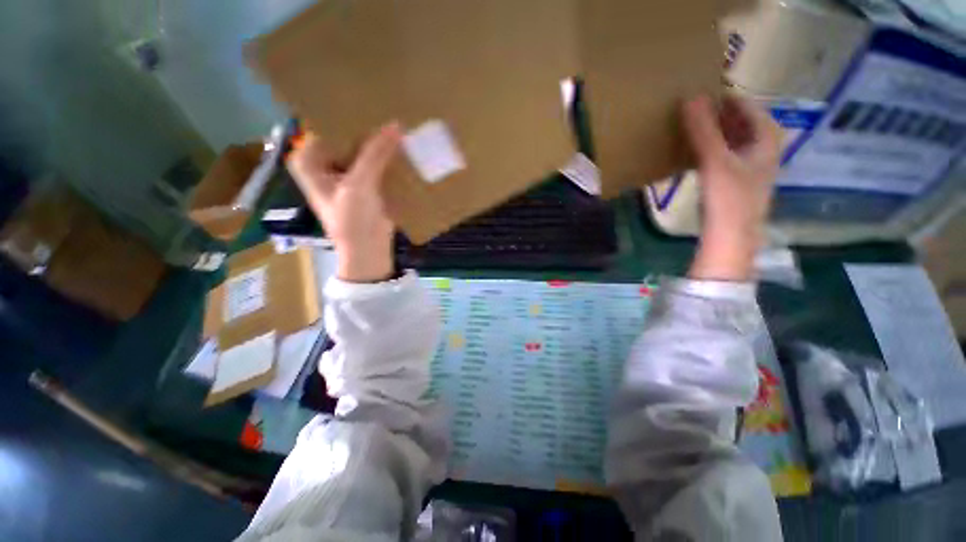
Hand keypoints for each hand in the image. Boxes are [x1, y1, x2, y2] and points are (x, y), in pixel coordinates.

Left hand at [287, 122, 401, 282]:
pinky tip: (401, 147)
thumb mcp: (359, 185)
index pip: (327, 127)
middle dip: (367, 129)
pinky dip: (386, 159)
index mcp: (309, 160)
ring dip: (379, 144)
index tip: (369, 102)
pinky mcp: (364, 184)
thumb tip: (396, 124)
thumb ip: (375, 154)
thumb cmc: (353, 220)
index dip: (348, 116)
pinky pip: (374, 164)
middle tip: (388, 109)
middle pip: (346, 138)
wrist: (368, 250)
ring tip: (398, 125)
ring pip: (363, 151)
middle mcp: (324, 163)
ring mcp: (346, 173)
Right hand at [682, 94, 780, 280]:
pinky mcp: (735, 178)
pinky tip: (691, 149)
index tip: (696, 91)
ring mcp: (749, 163)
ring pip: (731, 136)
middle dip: (716, 112)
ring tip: (686, 124)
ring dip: (711, 130)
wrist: (730, 237)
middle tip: (688, 107)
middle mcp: (762, 146)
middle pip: (739, 120)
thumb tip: (689, 97)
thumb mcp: (715, 161)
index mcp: (766, 137)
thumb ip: (703, 130)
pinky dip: (709, 146)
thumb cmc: (729, 199)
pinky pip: (723, 152)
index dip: (722, 96)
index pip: (745, 104)